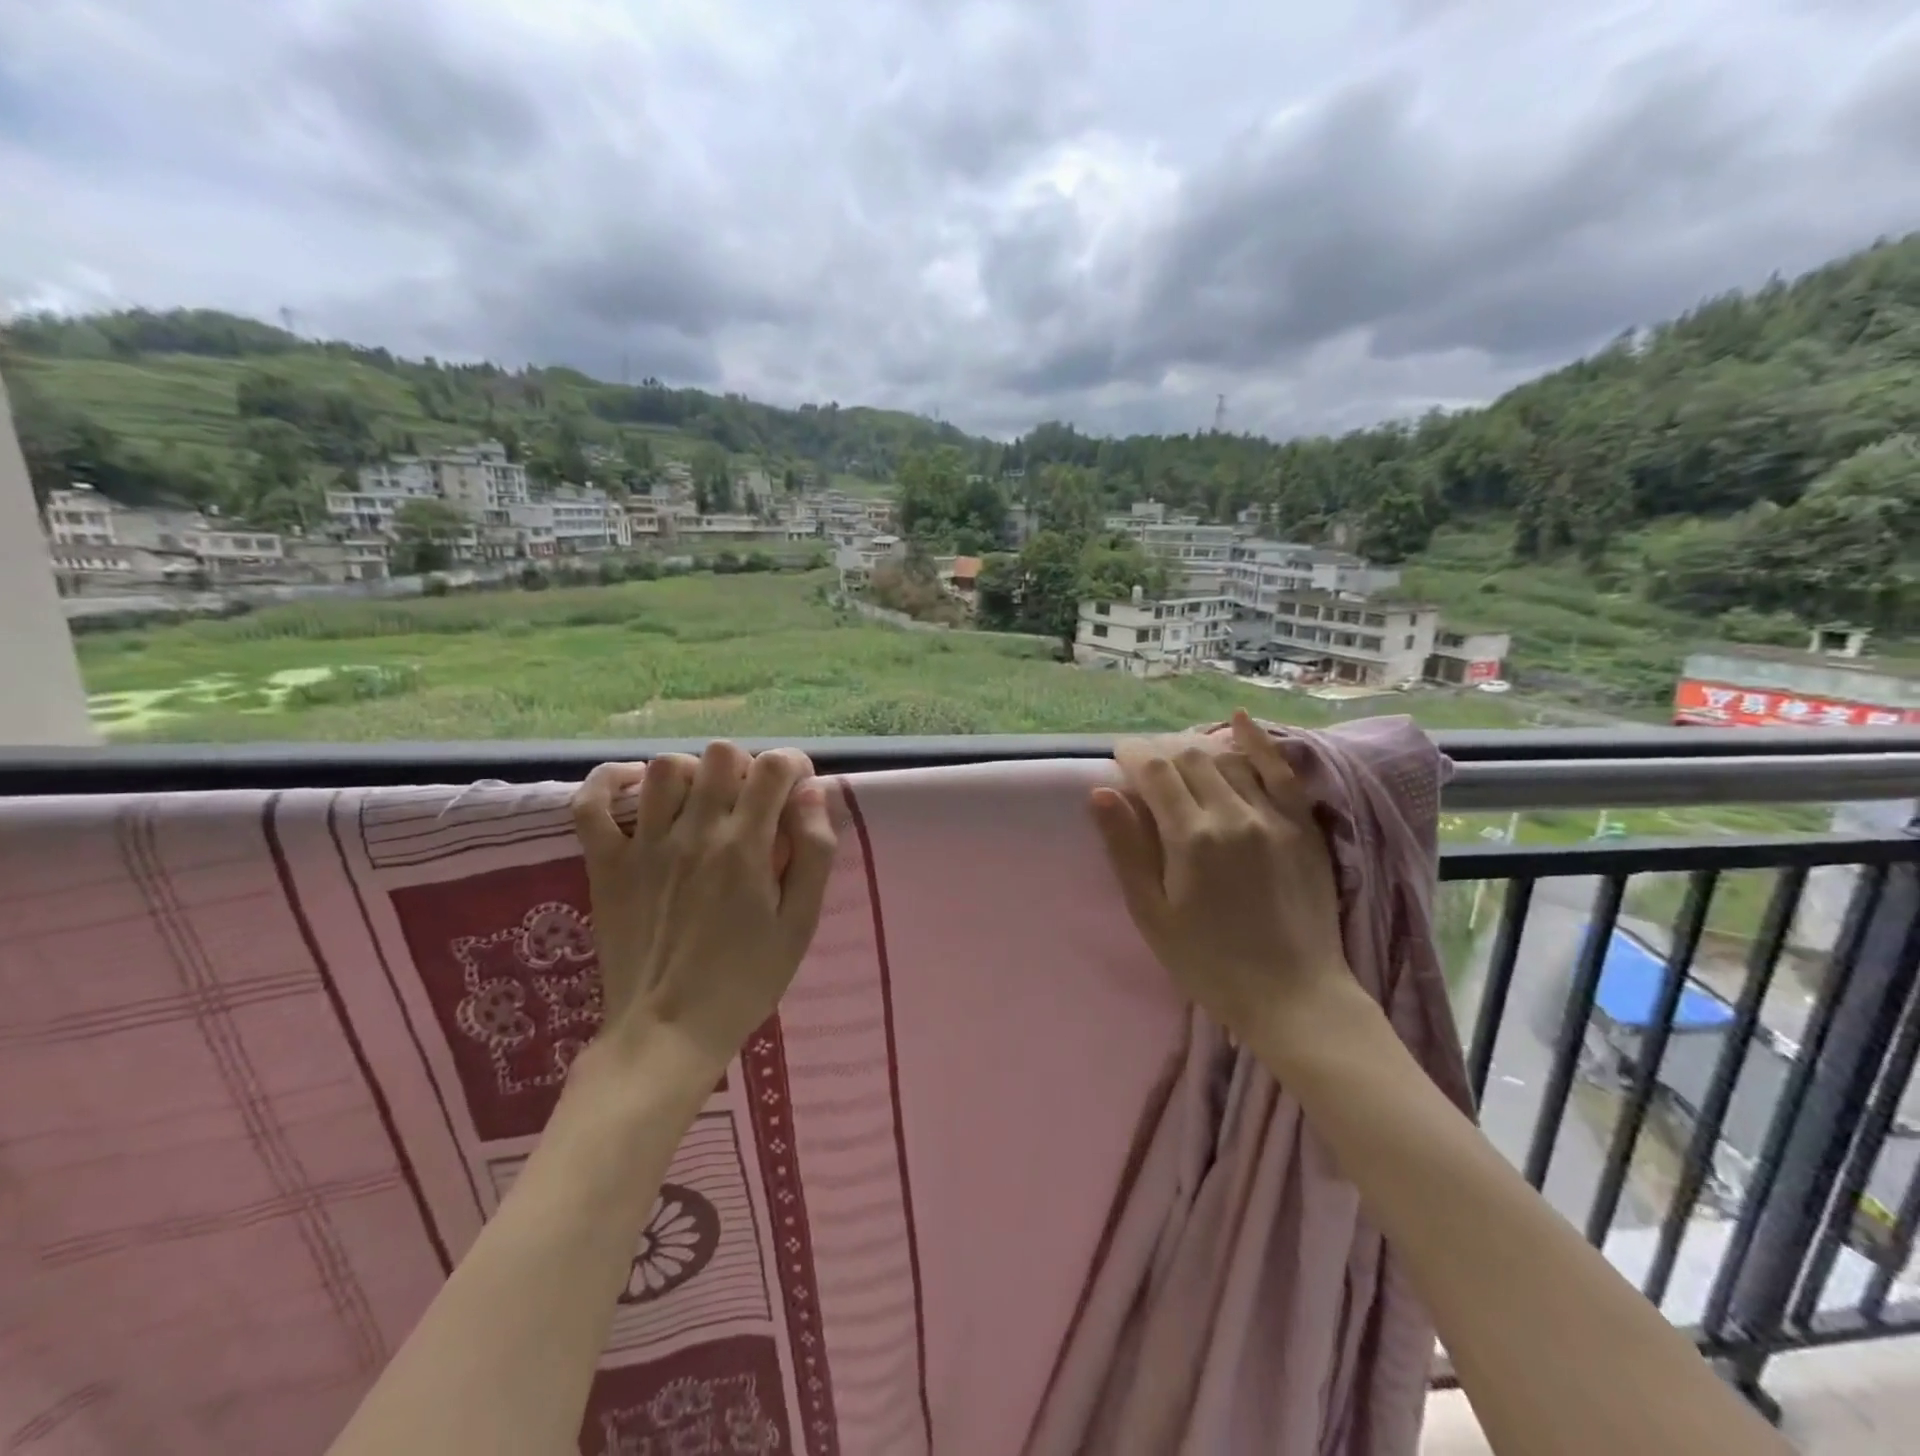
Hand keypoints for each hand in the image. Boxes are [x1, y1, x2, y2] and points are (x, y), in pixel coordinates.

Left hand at [571, 742, 837, 1073]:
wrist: (667, 1033)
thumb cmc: (745, 981)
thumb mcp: (800, 924)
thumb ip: (814, 853)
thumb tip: (812, 794)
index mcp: (745, 848)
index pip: (772, 767)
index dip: (793, 765)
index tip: (797, 790)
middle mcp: (694, 833)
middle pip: (720, 754)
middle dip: (746, 767)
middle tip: (752, 802)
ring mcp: (643, 846)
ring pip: (663, 767)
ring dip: (692, 772)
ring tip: (702, 801)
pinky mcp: (605, 864)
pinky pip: (591, 804)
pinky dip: (608, 783)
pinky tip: (633, 788)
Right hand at [1089, 709, 1351, 1039]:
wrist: (1293, 996)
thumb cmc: (1208, 962)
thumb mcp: (1152, 914)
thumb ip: (1126, 849)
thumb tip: (1100, 793)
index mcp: (1191, 838)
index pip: (1155, 771)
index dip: (1133, 754)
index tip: (1118, 755)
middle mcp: (1233, 815)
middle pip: (1190, 758)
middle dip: (1161, 750)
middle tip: (1145, 762)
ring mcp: (1274, 817)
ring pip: (1228, 759)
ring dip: (1197, 748)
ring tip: (1179, 756)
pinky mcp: (1303, 827)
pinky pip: (1281, 770)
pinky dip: (1258, 742)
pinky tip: (1237, 721)